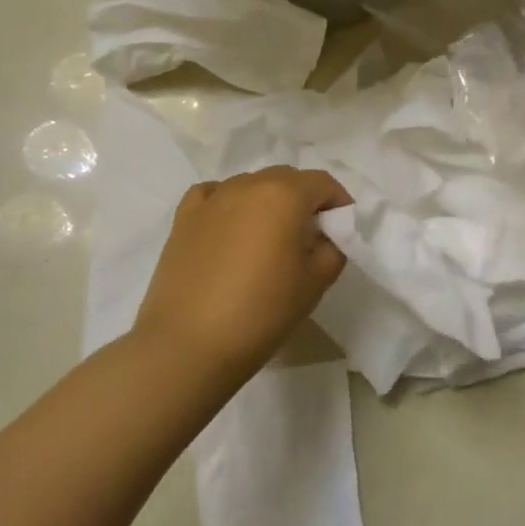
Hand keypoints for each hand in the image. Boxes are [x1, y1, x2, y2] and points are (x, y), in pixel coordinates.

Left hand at [134, 167, 352, 377]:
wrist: (188, 346)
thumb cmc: (262, 312)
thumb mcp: (316, 282)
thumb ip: (333, 247)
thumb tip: (325, 235)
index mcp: (285, 194)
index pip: (323, 183)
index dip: (338, 203)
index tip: (340, 230)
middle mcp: (248, 184)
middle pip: (287, 179)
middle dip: (303, 200)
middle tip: (307, 238)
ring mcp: (212, 198)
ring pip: (251, 186)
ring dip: (267, 203)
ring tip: (266, 240)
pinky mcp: (184, 217)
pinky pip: (215, 195)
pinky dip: (229, 205)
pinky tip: (229, 230)